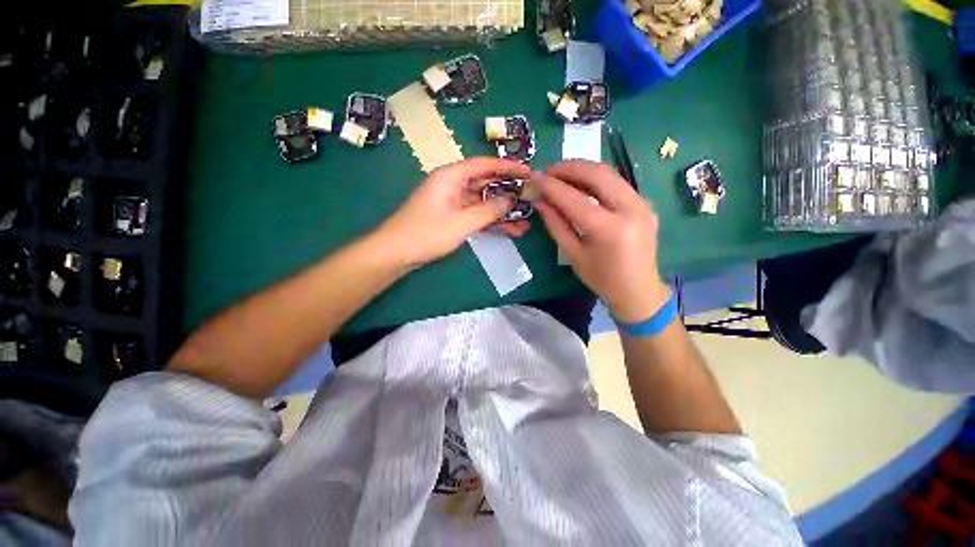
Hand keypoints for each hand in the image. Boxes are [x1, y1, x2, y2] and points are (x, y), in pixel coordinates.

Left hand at [373, 158, 531, 267]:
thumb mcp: (461, 223)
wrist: (395, 253)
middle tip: (531, 198)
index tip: (528, 171)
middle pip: (485, 183)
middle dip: (508, 192)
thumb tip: (511, 199)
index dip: (507, 167)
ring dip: (502, 212)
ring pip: (483, 202)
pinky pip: (476, 215)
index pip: (483, 164)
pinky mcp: (452, 217)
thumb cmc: (425, 234)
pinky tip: (510, 230)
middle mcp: (452, 185)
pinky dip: (491, 222)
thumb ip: (488, 211)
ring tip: (526, 221)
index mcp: (450, 176)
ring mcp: (452, 202)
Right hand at [534, 160, 670, 322]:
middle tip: (548, 171)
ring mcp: (643, 204)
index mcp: (610, 230)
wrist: (639, 290)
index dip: (552, 186)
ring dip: (583, 169)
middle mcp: (631, 210)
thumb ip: (556, 224)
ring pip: (609, 173)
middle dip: (569, 167)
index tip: (535, 178)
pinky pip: (617, 183)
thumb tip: (540, 201)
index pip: (575, 199)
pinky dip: (596, 179)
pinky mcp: (645, 203)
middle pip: (597, 174)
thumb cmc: (602, 279)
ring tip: (561, 175)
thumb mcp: (573, 254)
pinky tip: (581, 184)